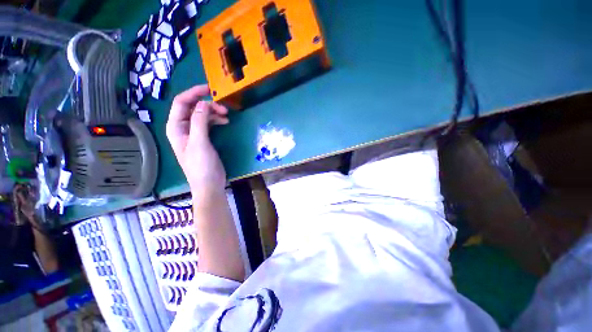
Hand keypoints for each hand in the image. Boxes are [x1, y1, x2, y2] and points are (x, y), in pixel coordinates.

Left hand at [166, 85, 228, 197]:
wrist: (208, 183)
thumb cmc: (201, 166)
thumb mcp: (200, 143)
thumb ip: (199, 121)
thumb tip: (203, 102)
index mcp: (176, 127)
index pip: (181, 103)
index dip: (193, 93)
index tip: (209, 89)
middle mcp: (182, 127)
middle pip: (192, 108)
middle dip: (207, 104)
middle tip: (224, 108)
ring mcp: (193, 133)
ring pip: (201, 115)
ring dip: (213, 112)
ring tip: (226, 115)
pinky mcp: (203, 138)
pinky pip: (208, 123)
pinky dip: (216, 120)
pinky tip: (225, 122)